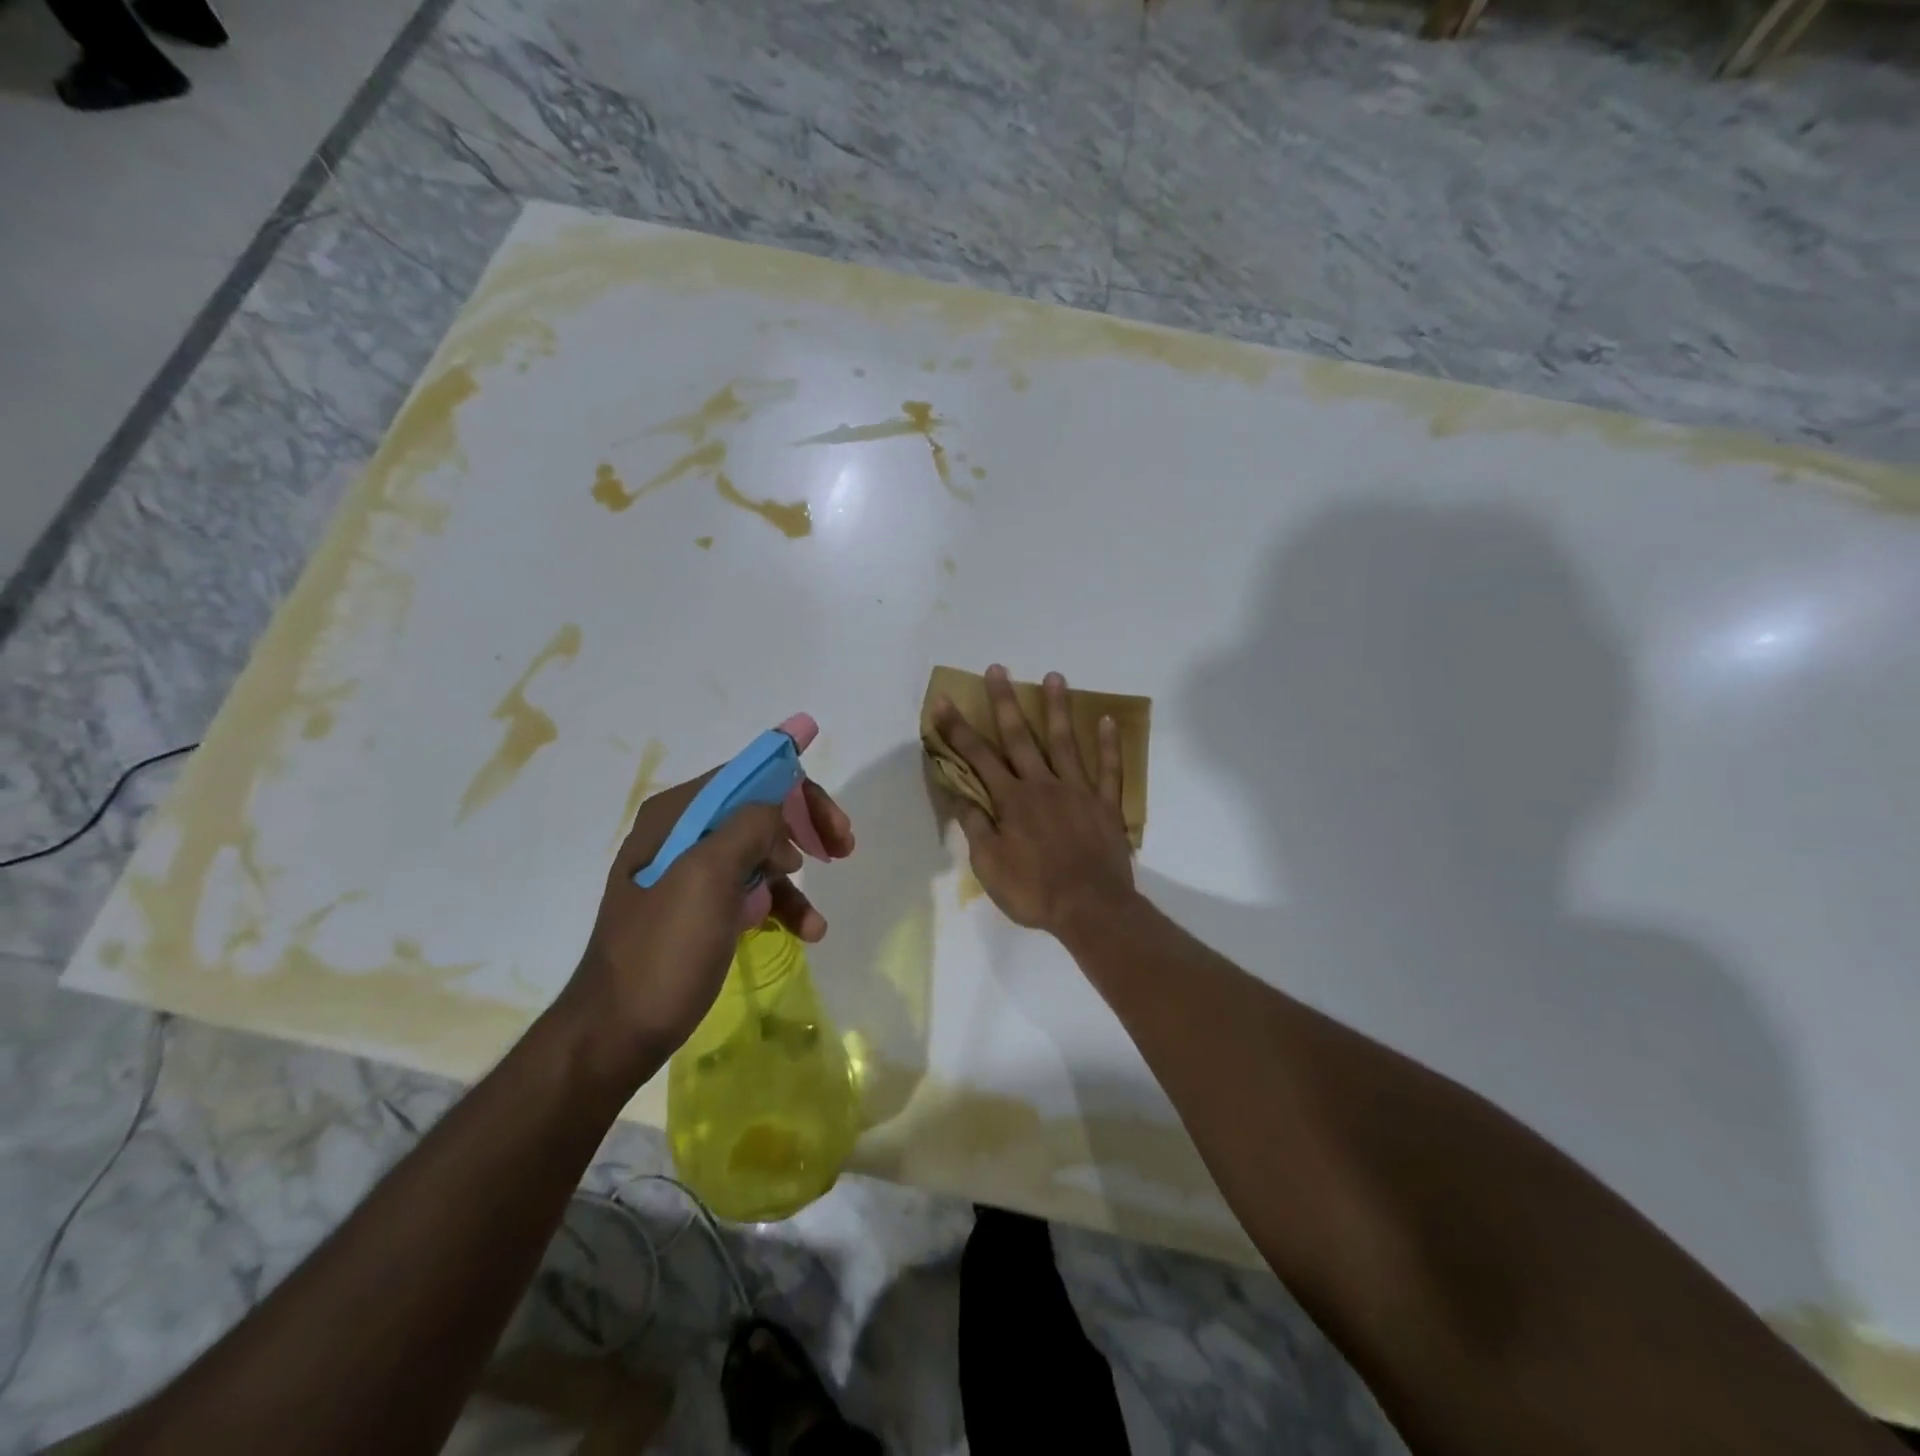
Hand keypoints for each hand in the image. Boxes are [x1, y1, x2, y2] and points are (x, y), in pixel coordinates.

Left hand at [560, 742, 854, 1083]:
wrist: (616, 1033)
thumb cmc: (663, 950)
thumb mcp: (707, 877)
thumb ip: (749, 826)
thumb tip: (779, 807)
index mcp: (677, 815)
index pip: (748, 778)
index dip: (797, 789)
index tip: (834, 821)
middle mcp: (682, 834)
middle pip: (760, 812)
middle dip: (804, 829)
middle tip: (842, 848)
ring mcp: (690, 874)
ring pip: (761, 855)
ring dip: (795, 880)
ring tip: (816, 919)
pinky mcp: (700, 910)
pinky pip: (751, 892)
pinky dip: (780, 907)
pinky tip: (806, 932)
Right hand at [930, 664, 1136, 938]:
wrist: (1090, 909)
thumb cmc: (1033, 891)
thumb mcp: (988, 865)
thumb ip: (975, 826)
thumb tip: (959, 793)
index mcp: (1011, 800)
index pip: (978, 757)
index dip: (958, 729)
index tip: (944, 701)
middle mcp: (1042, 785)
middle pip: (1020, 737)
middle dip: (1005, 702)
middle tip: (997, 669)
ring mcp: (1078, 790)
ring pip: (1065, 742)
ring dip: (1057, 708)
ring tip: (1054, 676)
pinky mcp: (1106, 804)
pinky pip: (1109, 769)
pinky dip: (1109, 744)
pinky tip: (1107, 719)